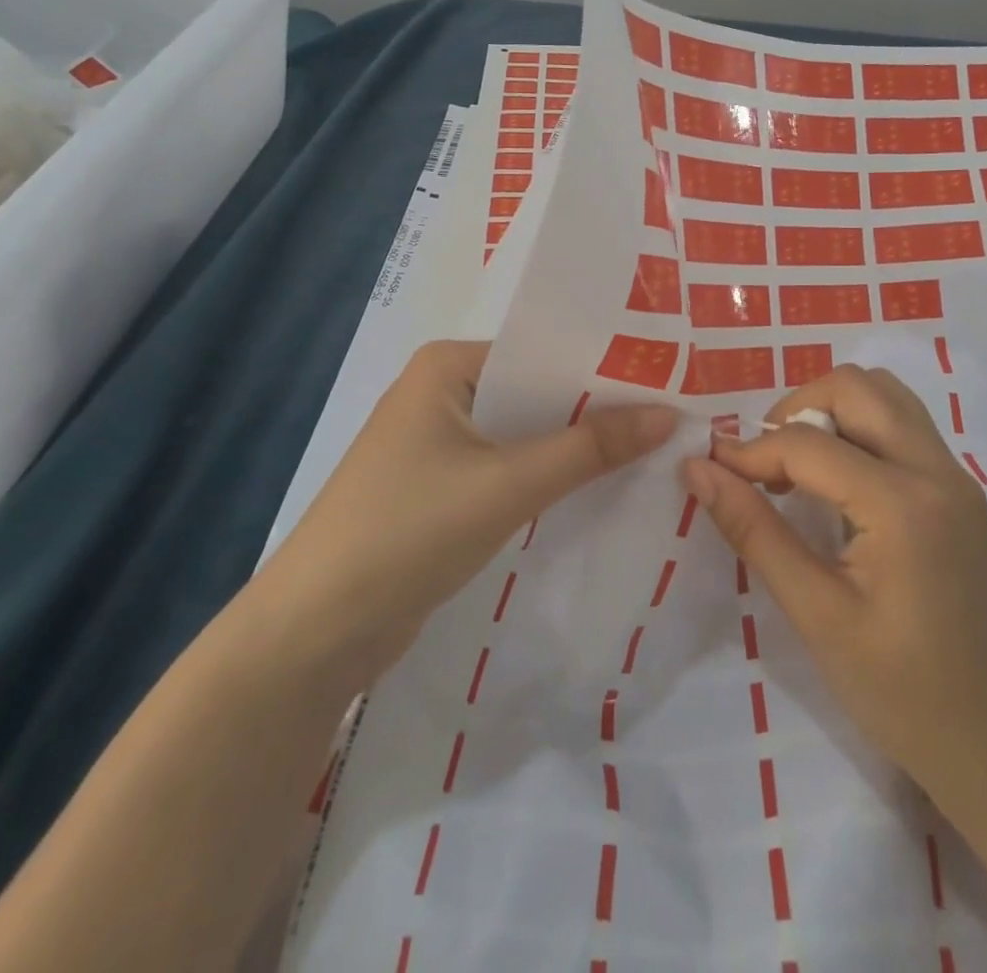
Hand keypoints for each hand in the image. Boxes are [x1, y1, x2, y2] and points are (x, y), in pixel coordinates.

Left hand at [264, 340, 676, 676]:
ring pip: (525, 435)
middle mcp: (442, 393)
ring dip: (575, 447)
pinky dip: (549, 478)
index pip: (542, 351)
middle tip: (672, 414)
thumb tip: (669, 415)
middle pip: (537, 392)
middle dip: (596, 409)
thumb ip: (589, 448)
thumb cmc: (407, 531)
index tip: (668, 378)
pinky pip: (509, 470)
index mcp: (448, 366)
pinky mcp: (442, 490)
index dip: (604, 365)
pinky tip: (600, 487)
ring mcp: (438, 444)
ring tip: (652, 446)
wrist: (313, 635)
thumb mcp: (507, 484)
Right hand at [682, 365, 986, 823]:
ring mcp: (957, 479)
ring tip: (797, 467)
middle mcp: (937, 471)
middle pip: (857, 386)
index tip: (710, 470)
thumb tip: (697, 468)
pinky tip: (837, 485)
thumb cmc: (903, 694)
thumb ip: (754, 531)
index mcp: (903, 503)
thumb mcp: (816, 614)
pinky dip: (859, 430)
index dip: (749, 451)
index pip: (808, 443)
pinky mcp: (961, 495)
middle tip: (764, 464)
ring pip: (886, 397)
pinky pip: (904, 427)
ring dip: (831, 411)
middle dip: (796, 408)